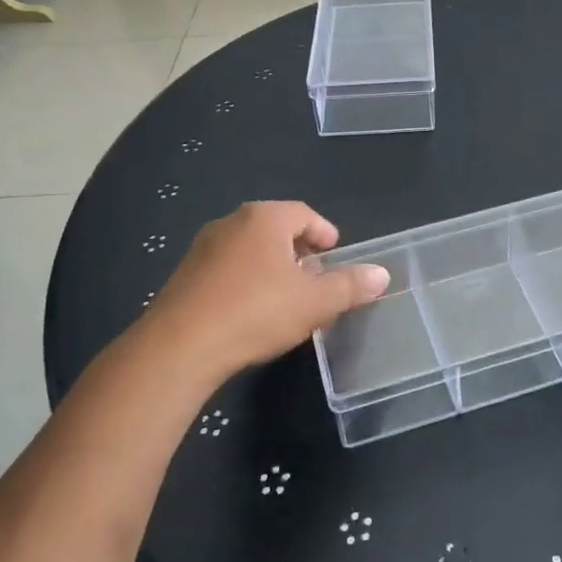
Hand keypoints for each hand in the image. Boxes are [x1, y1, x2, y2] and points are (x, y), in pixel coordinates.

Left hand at [137, 201, 389, 388]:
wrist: (179, 347)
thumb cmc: (255, 313)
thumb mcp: (314, 302)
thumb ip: (350, 286)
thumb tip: (382, 274)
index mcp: (265, 218)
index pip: (305, 214)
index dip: (325, 232)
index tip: (335, 253)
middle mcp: (232, 222)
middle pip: (276, 229)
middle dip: (300, 251)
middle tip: (316, 277)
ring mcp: (204, 247)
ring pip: (250, 249)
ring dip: (273, 267)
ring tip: (288, 296)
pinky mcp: (185, 274)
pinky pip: (228, 268)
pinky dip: (247, 280)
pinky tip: (253, 311)